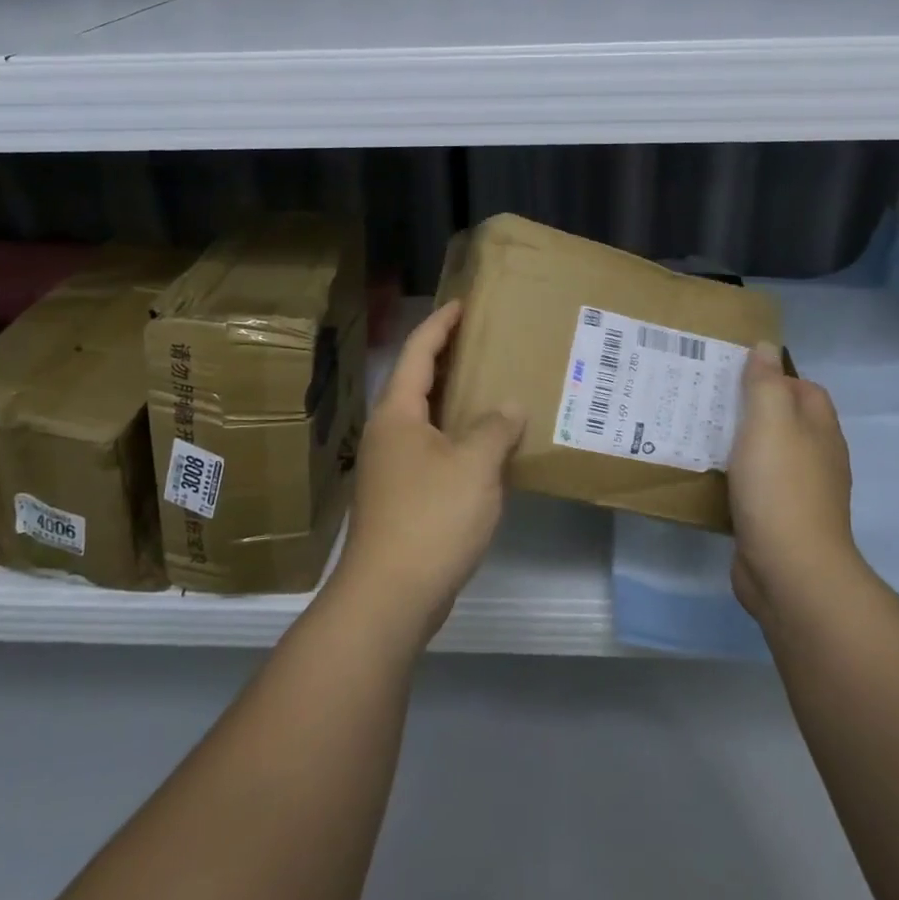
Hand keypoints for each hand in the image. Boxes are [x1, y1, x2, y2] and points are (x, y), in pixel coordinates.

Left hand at [331, 301, 525, 648]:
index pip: (417, 353)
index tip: (462, 304)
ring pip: (426, 420)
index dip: (439, 325)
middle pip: (417, 383)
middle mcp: (389, 434)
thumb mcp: (475, 465)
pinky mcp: (402, 498)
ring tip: (493, 390)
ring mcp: (392, 468)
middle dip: (447, 359)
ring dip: (455, 403)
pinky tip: (486, 449)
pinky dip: (458, 439)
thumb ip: (495, 428)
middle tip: (484, 342)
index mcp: (398, 414)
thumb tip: (509, 408)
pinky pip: (433, 452)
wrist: (391, 594)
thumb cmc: (431, 517)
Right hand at [727, 343, 864, 622]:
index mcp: (820, 430)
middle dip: (751, 409)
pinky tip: (709, 477)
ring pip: (768, 455)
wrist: (789, 569)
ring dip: (740, 445)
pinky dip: (736, 478)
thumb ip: (766, 383)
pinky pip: (756, 487)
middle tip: (707, 400)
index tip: (732, 374)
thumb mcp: (770, 422)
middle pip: (785, 421)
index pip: (804, 388)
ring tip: (699, 433)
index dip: (774, 376)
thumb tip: (767, 347)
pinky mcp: (779, 521)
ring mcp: (800, 493)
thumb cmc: (780, 487)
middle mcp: (817, 458)